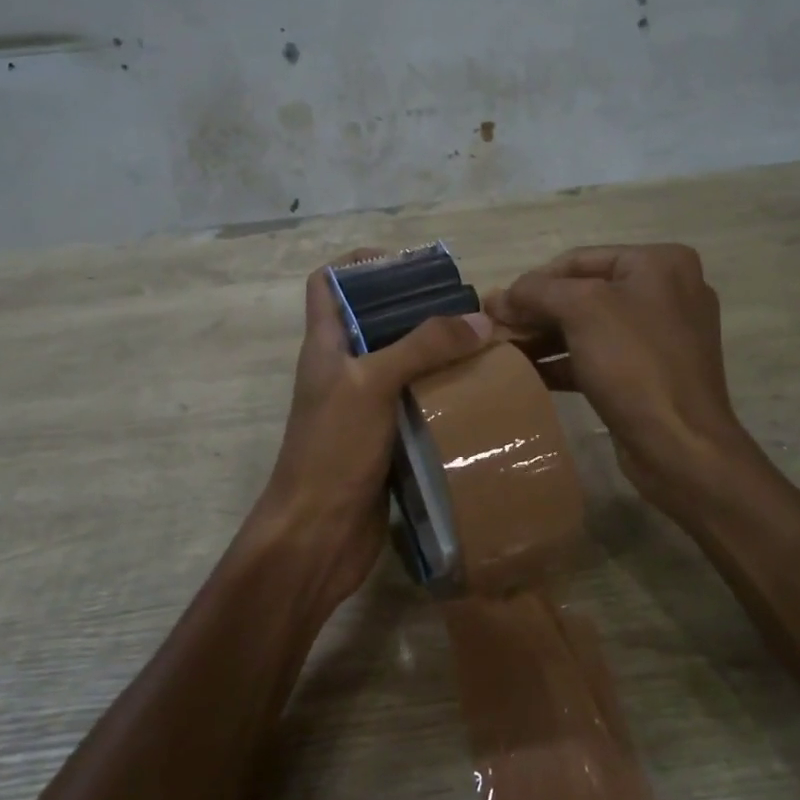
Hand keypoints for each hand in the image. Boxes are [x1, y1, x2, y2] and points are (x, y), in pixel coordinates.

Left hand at [251, 250, 492, 614]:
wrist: (317, 536)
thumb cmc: (333, 450)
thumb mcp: (373, 385)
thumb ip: (422, 347)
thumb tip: (480, 321)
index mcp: (326, 345)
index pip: (326, 283)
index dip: (358, 263)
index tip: (406, 263)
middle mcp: (344, 370)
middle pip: (375, 321)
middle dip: (416, 307)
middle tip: (466, 307)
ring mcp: (364, 407)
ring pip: (401, 364)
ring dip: (436, 353)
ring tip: (483, 345)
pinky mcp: (386, 440)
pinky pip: (417, 404)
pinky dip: (443, 394)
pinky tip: (479, 393)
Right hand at [486, 244, 759, 520]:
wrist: (680, 445)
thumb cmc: (634, 363)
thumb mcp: (581, 310)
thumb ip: (536, 292)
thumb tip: (498, 297)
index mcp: (660, 264)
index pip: (580, 259)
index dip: (533, 280)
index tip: (496, 305)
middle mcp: (666, 292)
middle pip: (584, 292)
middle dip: (537, 311)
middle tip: (495, 328)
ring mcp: (660, 336)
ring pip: (589, 327)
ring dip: (544, 337)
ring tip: (504, 351)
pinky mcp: (651, 374)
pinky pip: (599, 357)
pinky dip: (564, 362)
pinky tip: (528, 373)